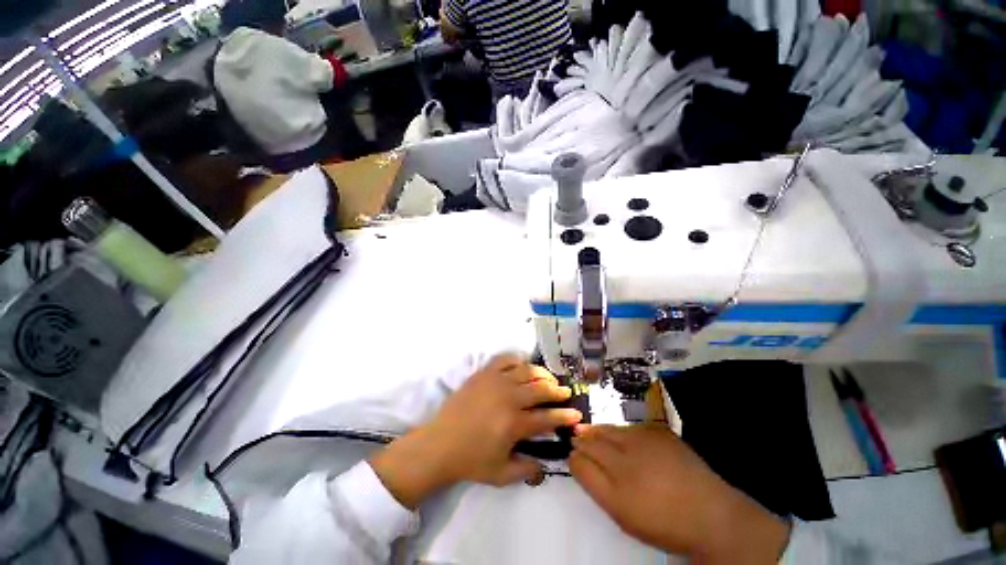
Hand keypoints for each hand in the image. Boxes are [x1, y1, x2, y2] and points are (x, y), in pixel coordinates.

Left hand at [370, 354, 581, 508]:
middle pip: (541, 388)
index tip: (576, 413)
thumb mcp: (502, 475)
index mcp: (514, 424)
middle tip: (565, 392)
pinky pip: (505, 359)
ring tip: (548, 378)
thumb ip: (527, 470)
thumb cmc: (471, 460)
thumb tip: (545, 464)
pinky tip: (523, 365)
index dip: (565, 415)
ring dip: (542, 373)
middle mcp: (509, 398)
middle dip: (557, 390)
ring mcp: (495, 381)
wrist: (440, 443)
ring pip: (527, 370)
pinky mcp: (484, 373)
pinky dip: (517, 359)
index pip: (547, 417)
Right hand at [570, 425, 789, 562]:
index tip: (571, 451)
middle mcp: (627, 457)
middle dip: (583, 437)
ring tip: (592, 430)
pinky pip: (632, 427)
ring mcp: (644, 441)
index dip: (574, 454)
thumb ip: (595, 485)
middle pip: (594, 441)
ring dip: (599, 430)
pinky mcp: (660, 432)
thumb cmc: (662, 521)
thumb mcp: (622, 513)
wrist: (710, 513)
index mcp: (616, 485)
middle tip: (576, 435)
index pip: (582, 461)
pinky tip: (622, 435)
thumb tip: (576, 460)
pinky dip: (622, 430)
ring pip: (611, 430)